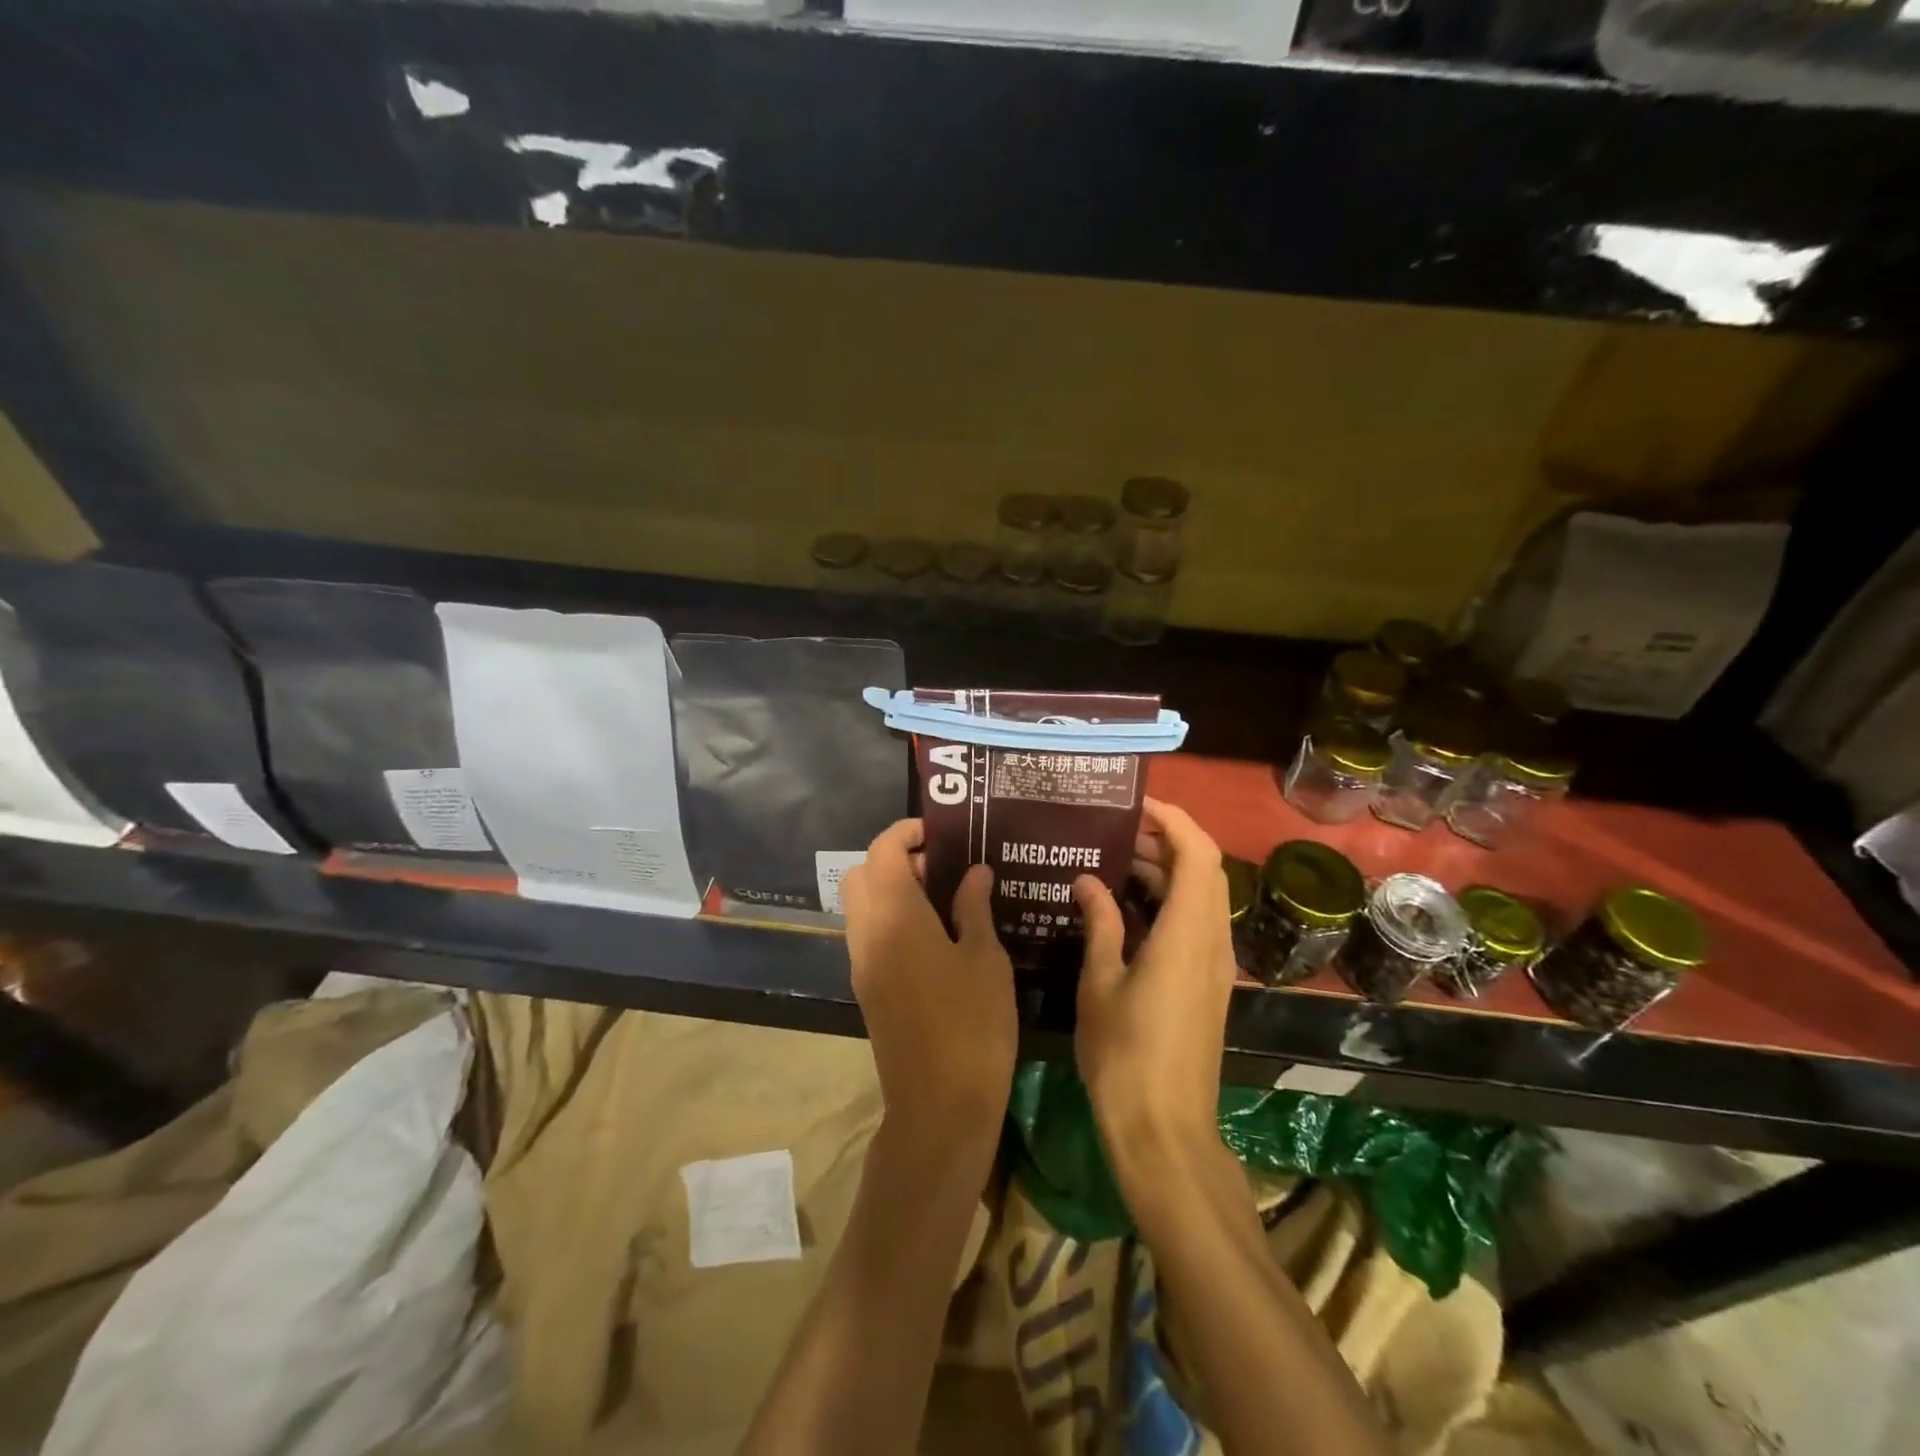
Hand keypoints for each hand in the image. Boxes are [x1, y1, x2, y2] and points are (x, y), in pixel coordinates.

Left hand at [842, 819, 1016, 1151]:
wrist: (939, 1105)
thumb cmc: (972, 1023)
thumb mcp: (985, 958)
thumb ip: (974, 907)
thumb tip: (974, 872)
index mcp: (895, 916)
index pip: (882, 851)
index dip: (907, 833)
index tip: (941, 833)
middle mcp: (867, 933)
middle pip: (862, 874)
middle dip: (895, 860)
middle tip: (941, 868)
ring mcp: (862, 964)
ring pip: (862, 906)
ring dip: (892, 890)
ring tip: (944, 900)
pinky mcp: (867, 990)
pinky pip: (869, 935)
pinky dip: (891, 919)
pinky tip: (934, 936)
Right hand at [1073, 798, 1235, 1168]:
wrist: (1164, 1130)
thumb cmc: (1125, 1054)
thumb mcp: (1100, 982)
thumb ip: (1099, 923)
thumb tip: (1087, 880)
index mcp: (1187, 933)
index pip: (1198, 853)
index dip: (1173, 819)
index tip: (1134, 805)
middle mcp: (1211, 941)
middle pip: (1203, 869)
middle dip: (1163, 842)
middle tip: (1112, 833)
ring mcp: (1213, 965)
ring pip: (1199, 897)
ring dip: (1163, 873)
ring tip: (1110, 863)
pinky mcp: (1206, 984)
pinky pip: (1193, 924)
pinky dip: (1165, 903)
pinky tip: (1123, 911)